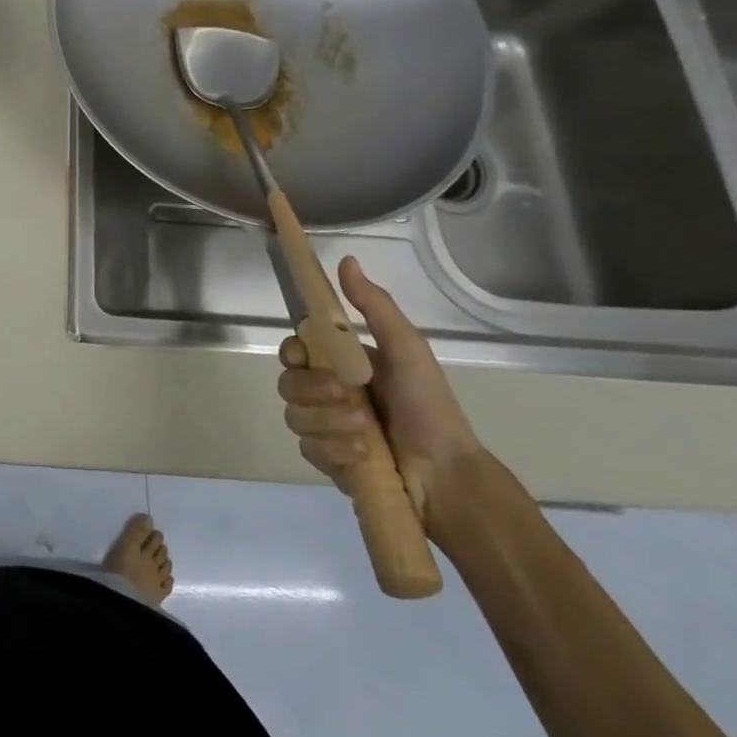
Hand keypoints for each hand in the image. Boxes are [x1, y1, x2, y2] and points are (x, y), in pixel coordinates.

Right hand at [279, 256, 482, 521]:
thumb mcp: (407, 348)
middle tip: (347, 397)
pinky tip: (361, 455)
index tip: (305, 357)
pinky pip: (308, 449)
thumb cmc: (429, 406)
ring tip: (364, 433)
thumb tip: (346, 259)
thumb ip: (374, 305)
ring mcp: (326, 428)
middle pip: (288, 383)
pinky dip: (333, 450)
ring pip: (295, 416)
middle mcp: (328, 393)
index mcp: (343, 364)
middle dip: (313, 390)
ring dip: (328, 422)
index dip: (292, 352)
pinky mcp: (328, 461)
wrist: (448, 476)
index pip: (296, 349)